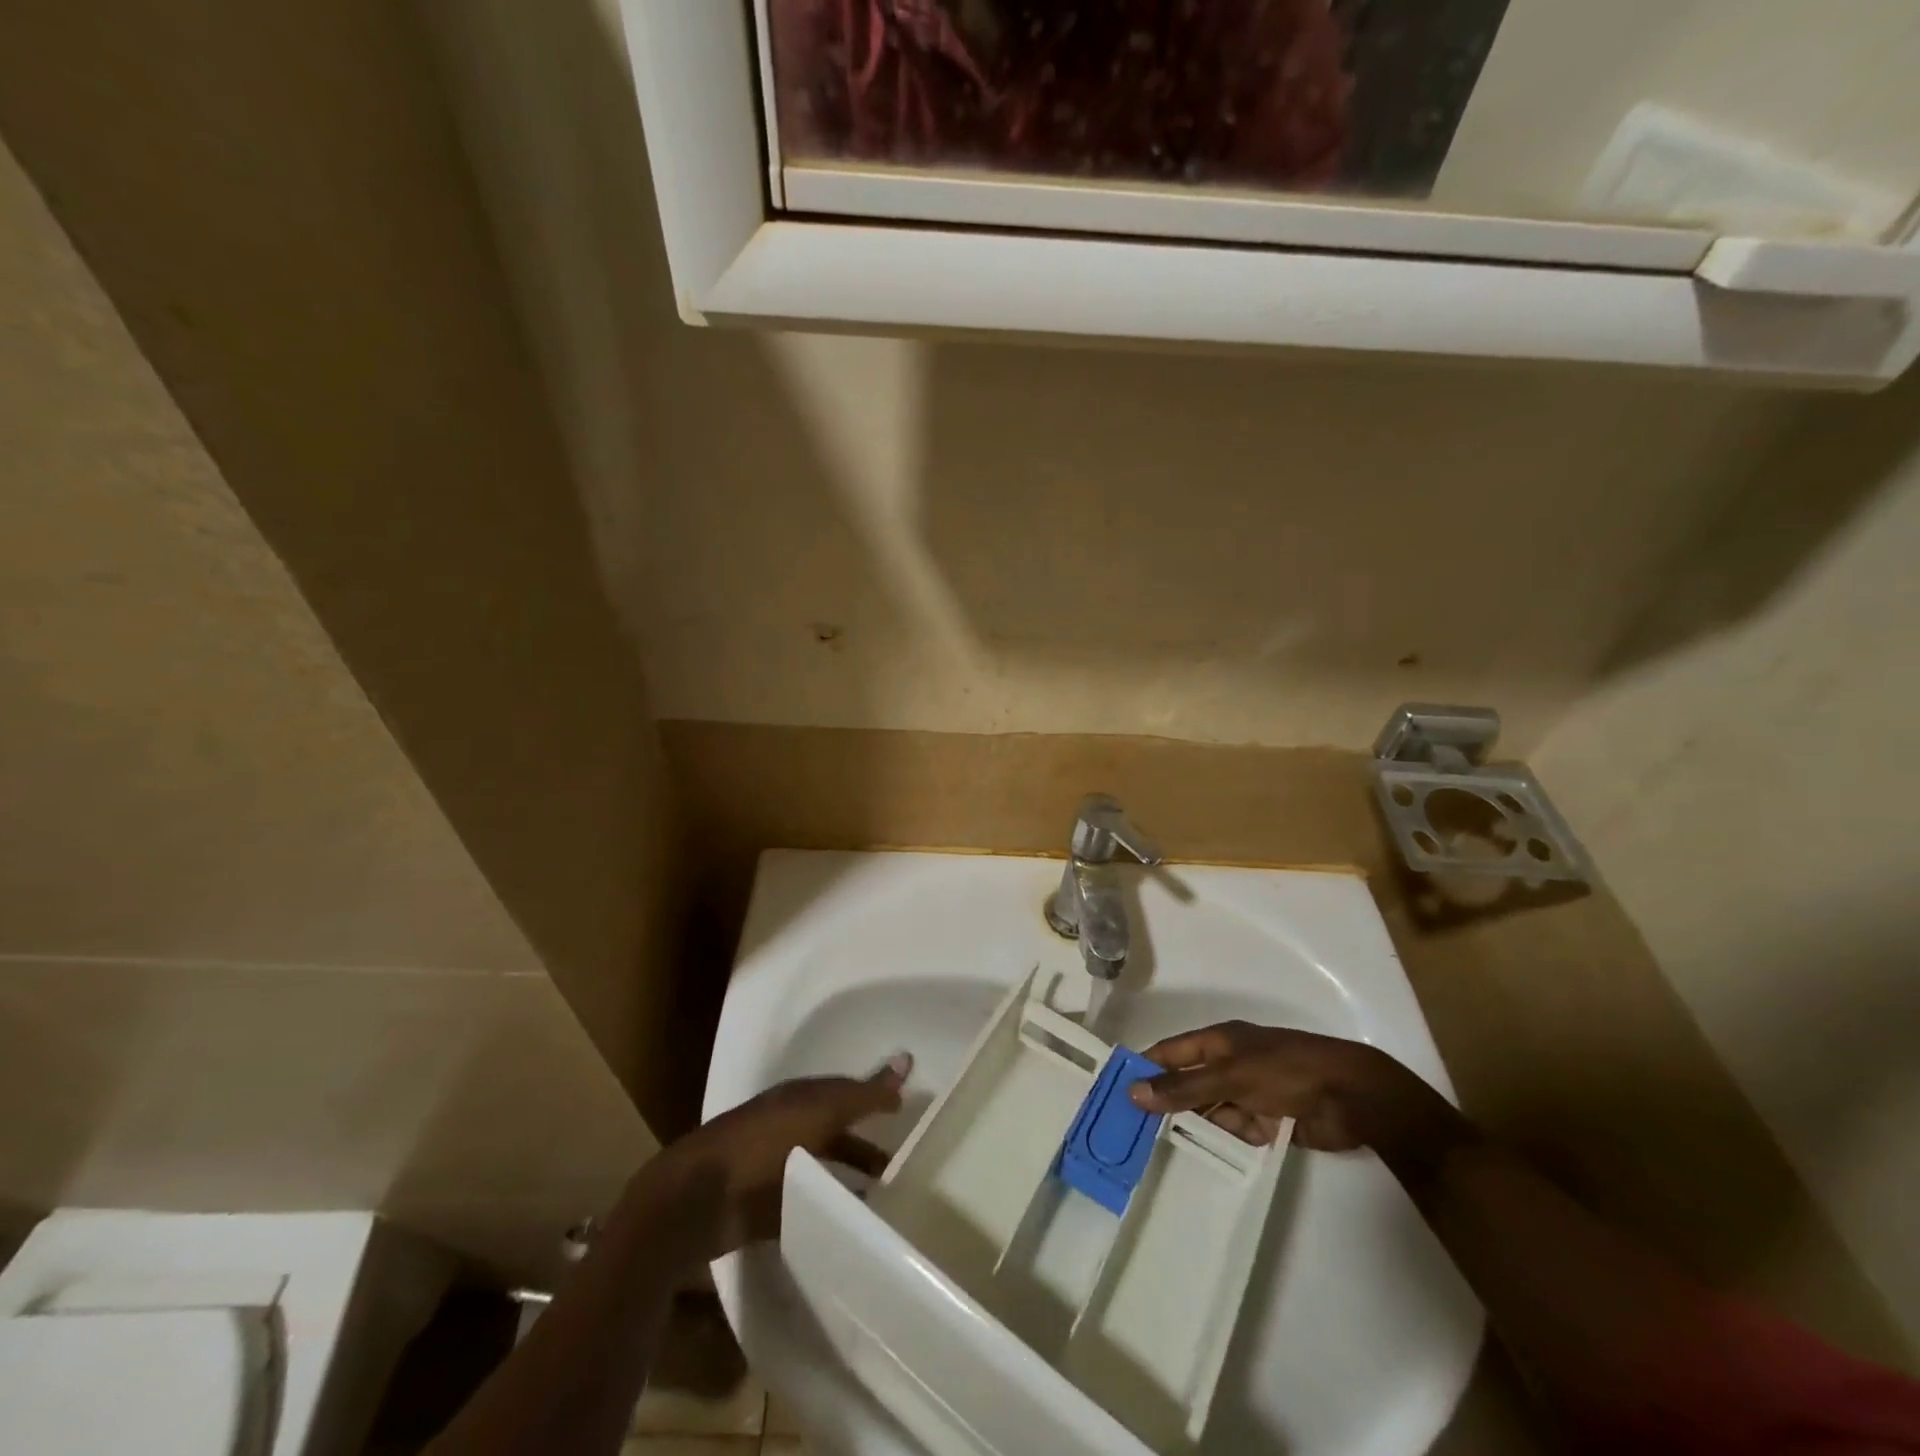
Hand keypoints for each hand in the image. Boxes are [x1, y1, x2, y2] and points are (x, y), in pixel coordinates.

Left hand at [657, 1055, 910, 1257]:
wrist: (698, 1200)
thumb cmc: (764, 1145)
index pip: (845, 1091)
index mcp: (799, 1099)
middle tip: (901, 1160)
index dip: (874, 1096)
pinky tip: (848, 1222)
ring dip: (848, 1176)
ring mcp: (774, 1169)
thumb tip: (907, 1058)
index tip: (905, 1107)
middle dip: (865, 1142)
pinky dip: (828, 1209)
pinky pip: (805, 1205)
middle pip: (834, 1131)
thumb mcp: (821, 1112)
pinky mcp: (763, 1208)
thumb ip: (864, 1094)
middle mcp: (789, 1128)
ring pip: (821, 1167)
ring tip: (882, 1194)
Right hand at [1129, 1022, 1467, 1161]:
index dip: (1144, 1068)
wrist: (1352, 1097)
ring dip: (1199, 1127)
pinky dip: (1229, 1141)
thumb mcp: (1229, 1077)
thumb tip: (1133, 1092)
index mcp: (1218, 1041)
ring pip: (1211, 1111)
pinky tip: (1212, 1155)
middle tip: (1134, 1133)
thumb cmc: (1286, 1071)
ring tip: (1166, 1151)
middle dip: (1168, 1104)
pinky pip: (1237, 1131)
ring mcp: (1250, 1092)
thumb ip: (1183, 1088)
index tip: (1116, 1092)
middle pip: (1189, 1084)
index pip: (1170, 1052)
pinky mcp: (1270, 1120)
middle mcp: (1230, 1063)